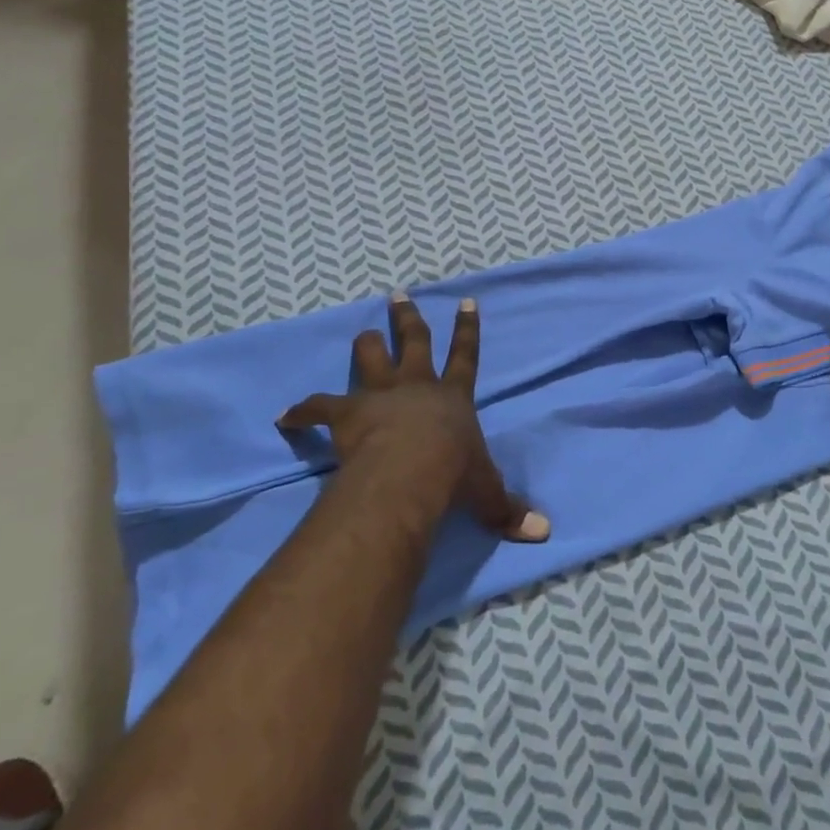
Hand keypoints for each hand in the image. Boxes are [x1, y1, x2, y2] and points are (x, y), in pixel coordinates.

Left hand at [278, 295, 549, 543]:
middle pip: (415, 342)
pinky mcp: (349, 413)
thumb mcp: (486, 492)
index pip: (466, 355)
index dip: (468, 328)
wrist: (410, 471)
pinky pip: (320, 406)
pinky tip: (285, 418)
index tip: (466, 301)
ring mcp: (382, 394)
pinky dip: (302, 411)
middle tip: (398, 296)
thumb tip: (543, 533)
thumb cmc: (453, 474)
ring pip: (372, 358)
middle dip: (408, 319)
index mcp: (454, 396)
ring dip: (366, 344)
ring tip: (363, 333)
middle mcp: (419, 385)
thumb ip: (508, 509)